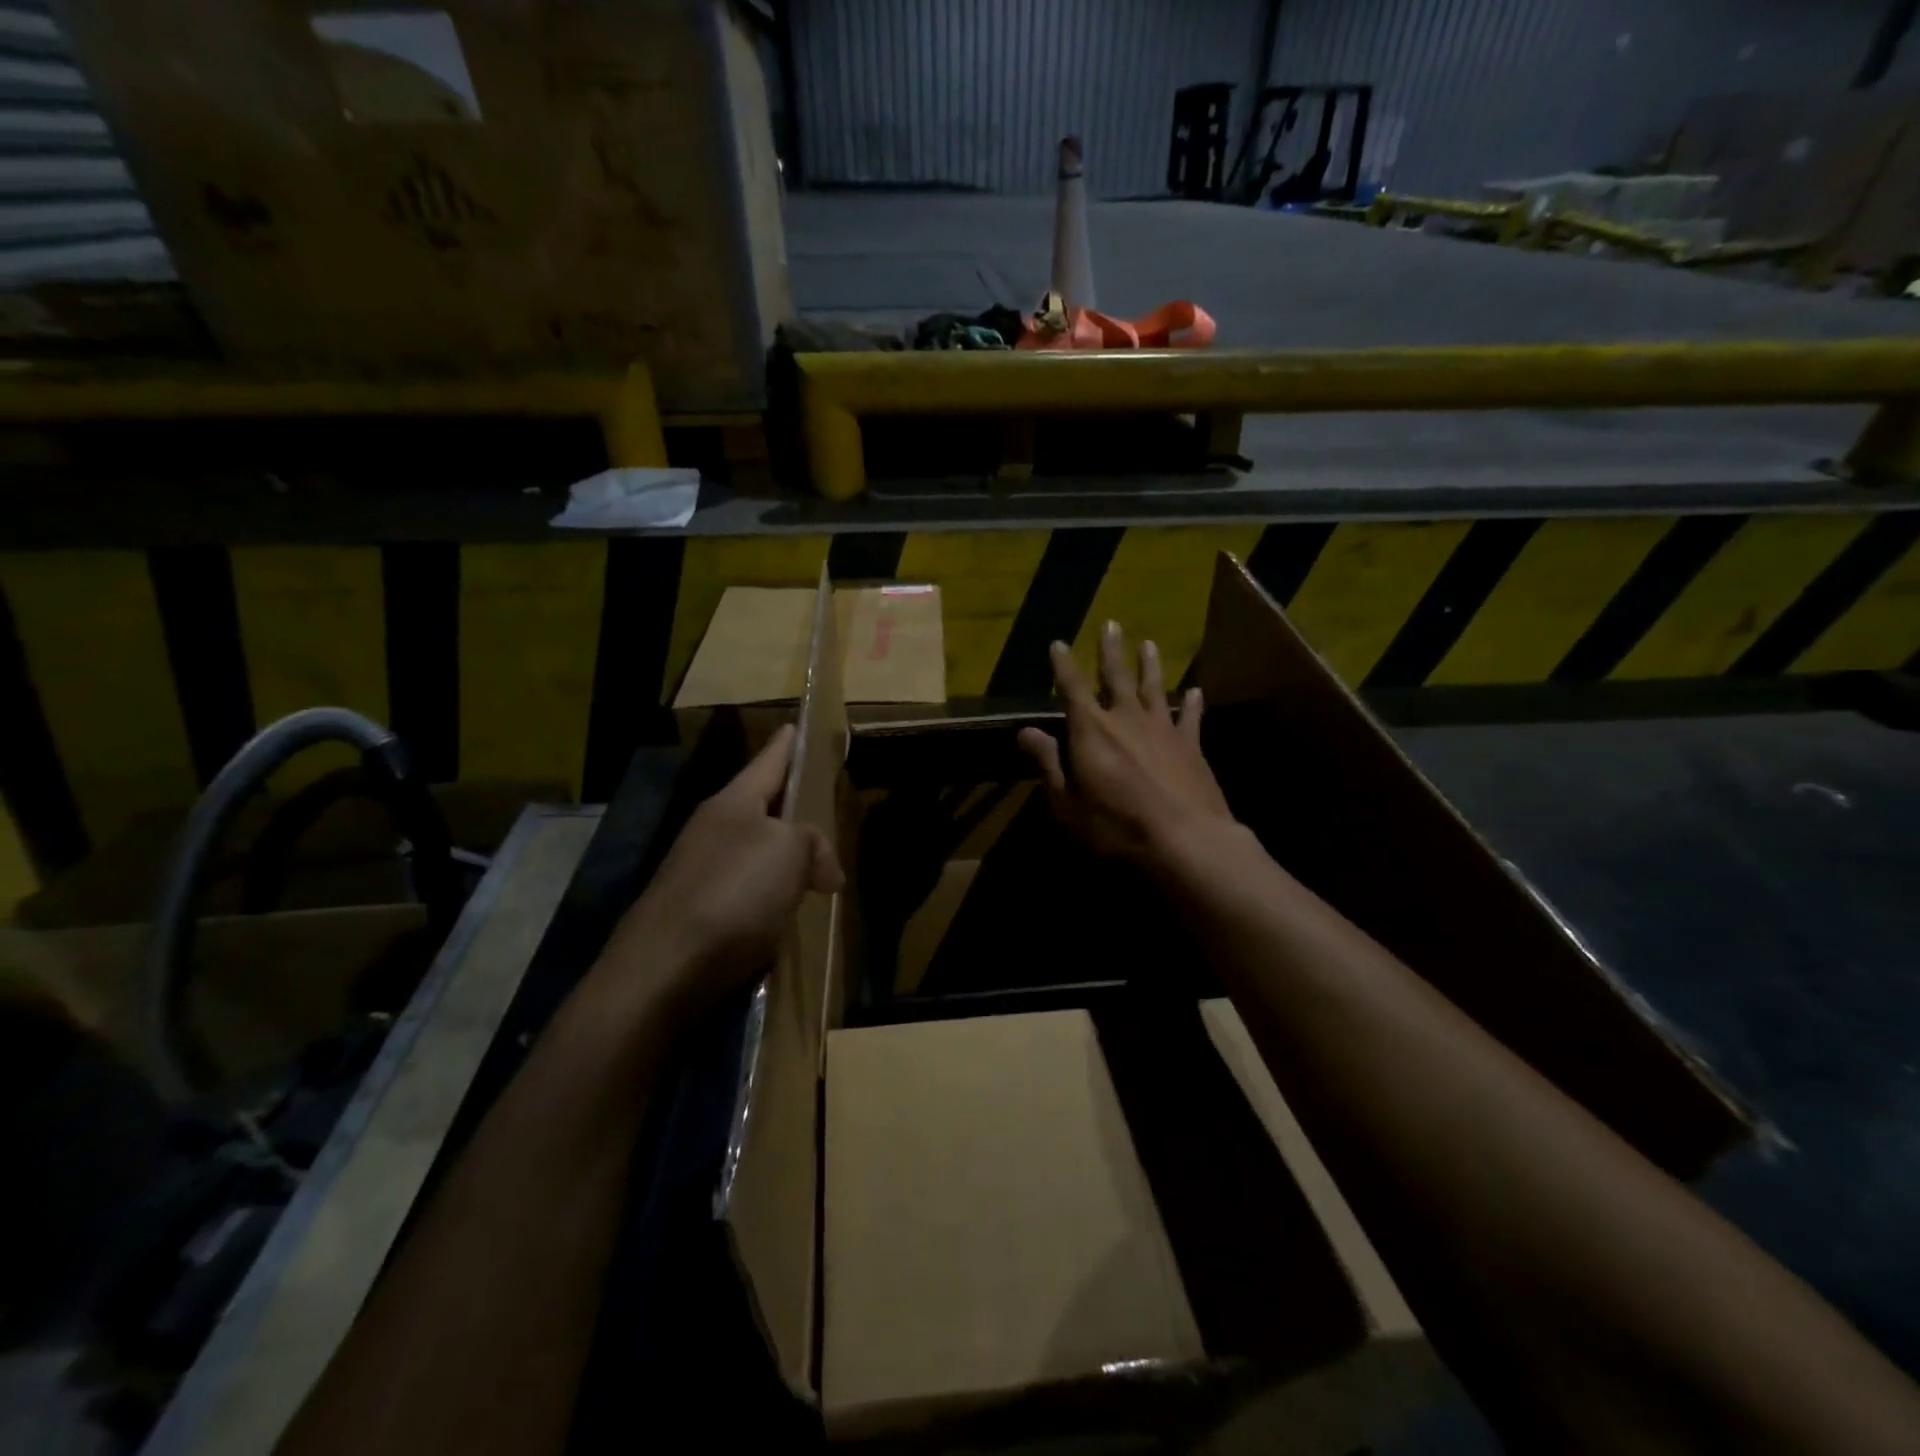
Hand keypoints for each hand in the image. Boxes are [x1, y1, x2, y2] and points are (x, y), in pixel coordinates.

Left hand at [600, 724, 842, 1018]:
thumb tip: (824, 872)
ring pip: (755, 852)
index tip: (795, 725)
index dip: (786, 744)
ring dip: (784, 859)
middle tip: (820, 805)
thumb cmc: (734, 892)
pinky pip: (748, 891)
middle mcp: (712, 831)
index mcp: (732, 804)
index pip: (767, 762)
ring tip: (816, 868)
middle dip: (789, 808)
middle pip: (760, 808)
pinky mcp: (698, 913)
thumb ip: (813, 843)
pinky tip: (787, 912)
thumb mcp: (789, 851)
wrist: (667, 967)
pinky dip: (772, 895)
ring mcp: (701, 873)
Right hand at [1017, 622, 1234, 865]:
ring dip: (1150, 665)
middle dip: (1111, 650)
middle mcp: (1126, 718)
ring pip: (1154, 687)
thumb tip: (1026, 731)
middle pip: (1116, 676)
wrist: (1185, 839)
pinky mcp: (1191, 745)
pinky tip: (1196, 691)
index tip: (1058, 643)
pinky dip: (1191, 703)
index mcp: (1090, 730)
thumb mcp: (1068, 802)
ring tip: (1149, 643)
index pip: (1072, 688)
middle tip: (1112, 623)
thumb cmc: (1116, 825)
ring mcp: (1162, 729)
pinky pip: (1190, 717)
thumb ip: (1049, 763)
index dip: (1063, 665)